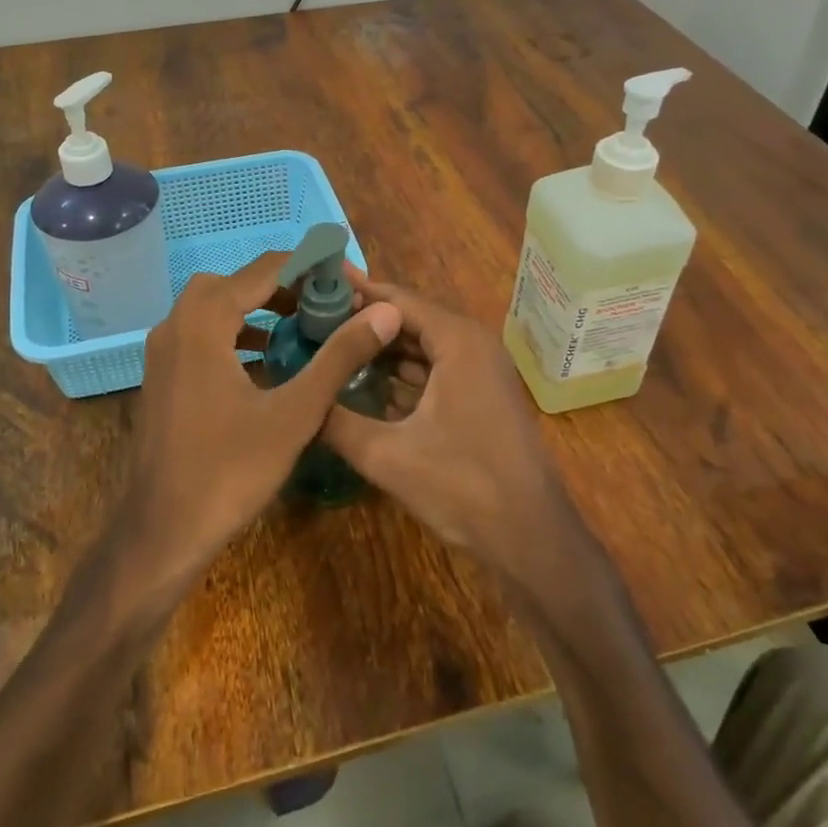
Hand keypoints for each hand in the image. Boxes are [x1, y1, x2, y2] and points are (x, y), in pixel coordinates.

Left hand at [115, 252, 400, 588]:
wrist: (161, 532)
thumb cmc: (229, 471)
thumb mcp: (295, 413)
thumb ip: (338, 357)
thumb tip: (384, 313)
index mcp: (204, 321)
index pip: (266, 269)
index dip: (311, 267)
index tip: (349, 281)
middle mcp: (176, 324)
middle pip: (236, 281)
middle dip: (283, 285)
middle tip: (324, 304)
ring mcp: (163, 351)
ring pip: (214, 307)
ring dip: (257, 308)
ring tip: (302, 326)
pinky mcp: (161, 376)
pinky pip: (202, 334)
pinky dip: (235, 334)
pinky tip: (265, 363)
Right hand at [320, 276, 576, 575]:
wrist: (531, 538)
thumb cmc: (463, 486)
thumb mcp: (387, 455)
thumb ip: (336, 421)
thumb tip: (296, 398)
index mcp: (457, 341)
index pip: (395, 300)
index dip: (353, 293)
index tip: (313, 288)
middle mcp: (472, 343)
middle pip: (407, 320)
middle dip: (362, 322)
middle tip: (310, 323)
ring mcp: (480, 370)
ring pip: (420, 347)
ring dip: (380, 349)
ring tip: (328, 349)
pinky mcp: (480, 395)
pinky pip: (433, 370)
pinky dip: (400, 374)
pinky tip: (362, 384)